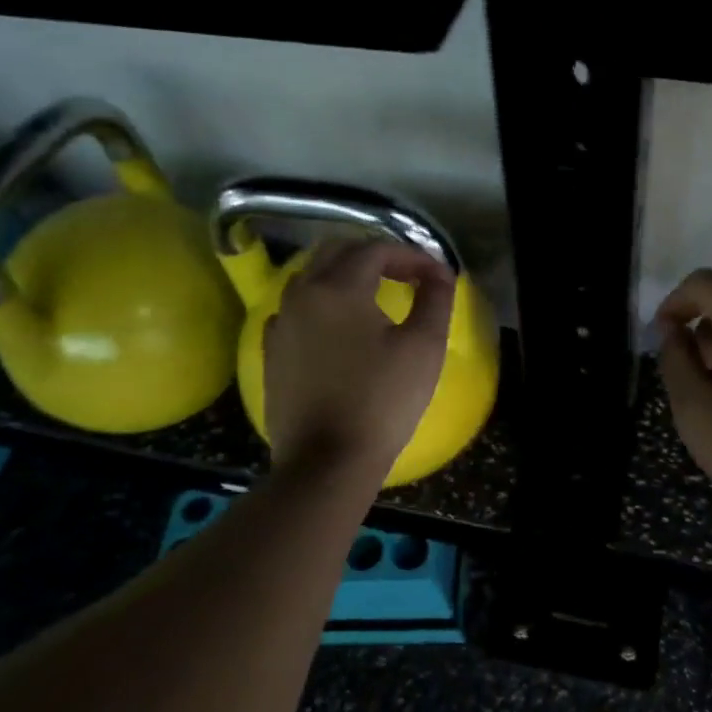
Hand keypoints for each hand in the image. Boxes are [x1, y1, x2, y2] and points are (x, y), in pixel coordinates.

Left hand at [263, 239, 455, 483]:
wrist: (327, 462)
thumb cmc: (382, 402)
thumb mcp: (424, 347)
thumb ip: (434, 299)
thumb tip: (439, 274)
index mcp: (338, 288)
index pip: (376, 249)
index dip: (411, 256)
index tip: (437, 276)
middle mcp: (302, 294)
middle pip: (337, 252)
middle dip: (375, 255)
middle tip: (406, 276)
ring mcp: (281, 323)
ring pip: (311, 277)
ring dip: (345, 275)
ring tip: (375, 295)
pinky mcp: (273, 351)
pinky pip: (296, 309)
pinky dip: (321, 303)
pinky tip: (339, 327)